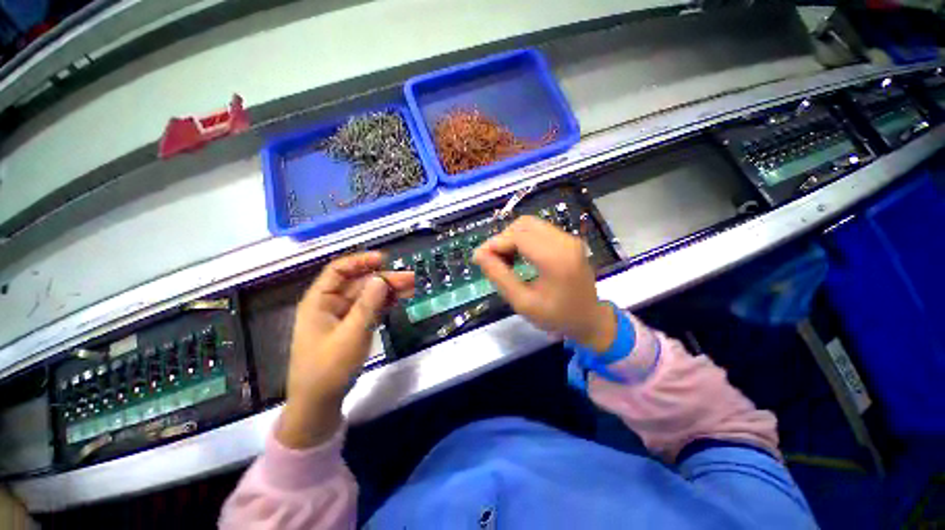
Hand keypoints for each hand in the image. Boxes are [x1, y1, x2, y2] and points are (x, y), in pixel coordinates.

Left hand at [277, 252, 413, 448]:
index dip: (361, 261)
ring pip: (367, 296)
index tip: (384, 259)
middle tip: (410, 279)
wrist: (319, 403)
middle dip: (384, 279)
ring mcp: (342, 316)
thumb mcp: (351, 335)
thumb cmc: (329, 368)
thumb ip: (367, 305)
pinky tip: (400, 299)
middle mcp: (330, 304)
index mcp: (319, 301)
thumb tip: (381, 279)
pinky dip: (384, 304)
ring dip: (388, 291)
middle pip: (359, 283)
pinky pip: (370, 309)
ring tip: (411, 288)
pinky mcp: (352, 327)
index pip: (338, 271)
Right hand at [473, 216, 614, 351]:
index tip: (479, 258)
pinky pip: (539, 230)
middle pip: (523, 224)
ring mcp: (569, 238)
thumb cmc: (556, 316)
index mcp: (555, 258)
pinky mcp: (569, 240)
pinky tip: (519, 255)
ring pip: (530, 224)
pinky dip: (523, 238)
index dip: (494, 243)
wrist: (590, 320)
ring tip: (505, 258)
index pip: (517, 236)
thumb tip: (479, 255)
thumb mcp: (523, 302)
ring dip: (512, 237)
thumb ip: (499, 276)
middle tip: (493, 259)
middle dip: (503, 238)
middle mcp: (564, 241)